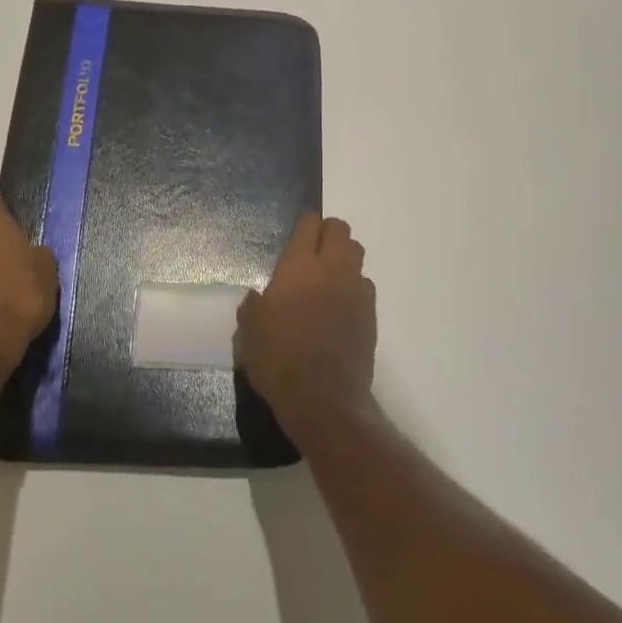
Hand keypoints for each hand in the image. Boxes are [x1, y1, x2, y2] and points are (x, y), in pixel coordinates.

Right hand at [236, 213, 376, 431]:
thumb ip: (254, 306)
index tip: (298, 235)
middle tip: (314, 253)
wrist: (323, 398)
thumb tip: (258, 297)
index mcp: (299, 267)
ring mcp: (356, 290)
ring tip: (328, 279)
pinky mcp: (371, 313)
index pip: (310, 224)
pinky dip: (354, 288)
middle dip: (329, 234)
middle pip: (341, 230)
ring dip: (344, 258)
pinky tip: (341, 308)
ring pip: (357, 254)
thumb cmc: (278, 360)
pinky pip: (364, 286)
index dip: (305, 225)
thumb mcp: (250, 332)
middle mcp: (332, 269)